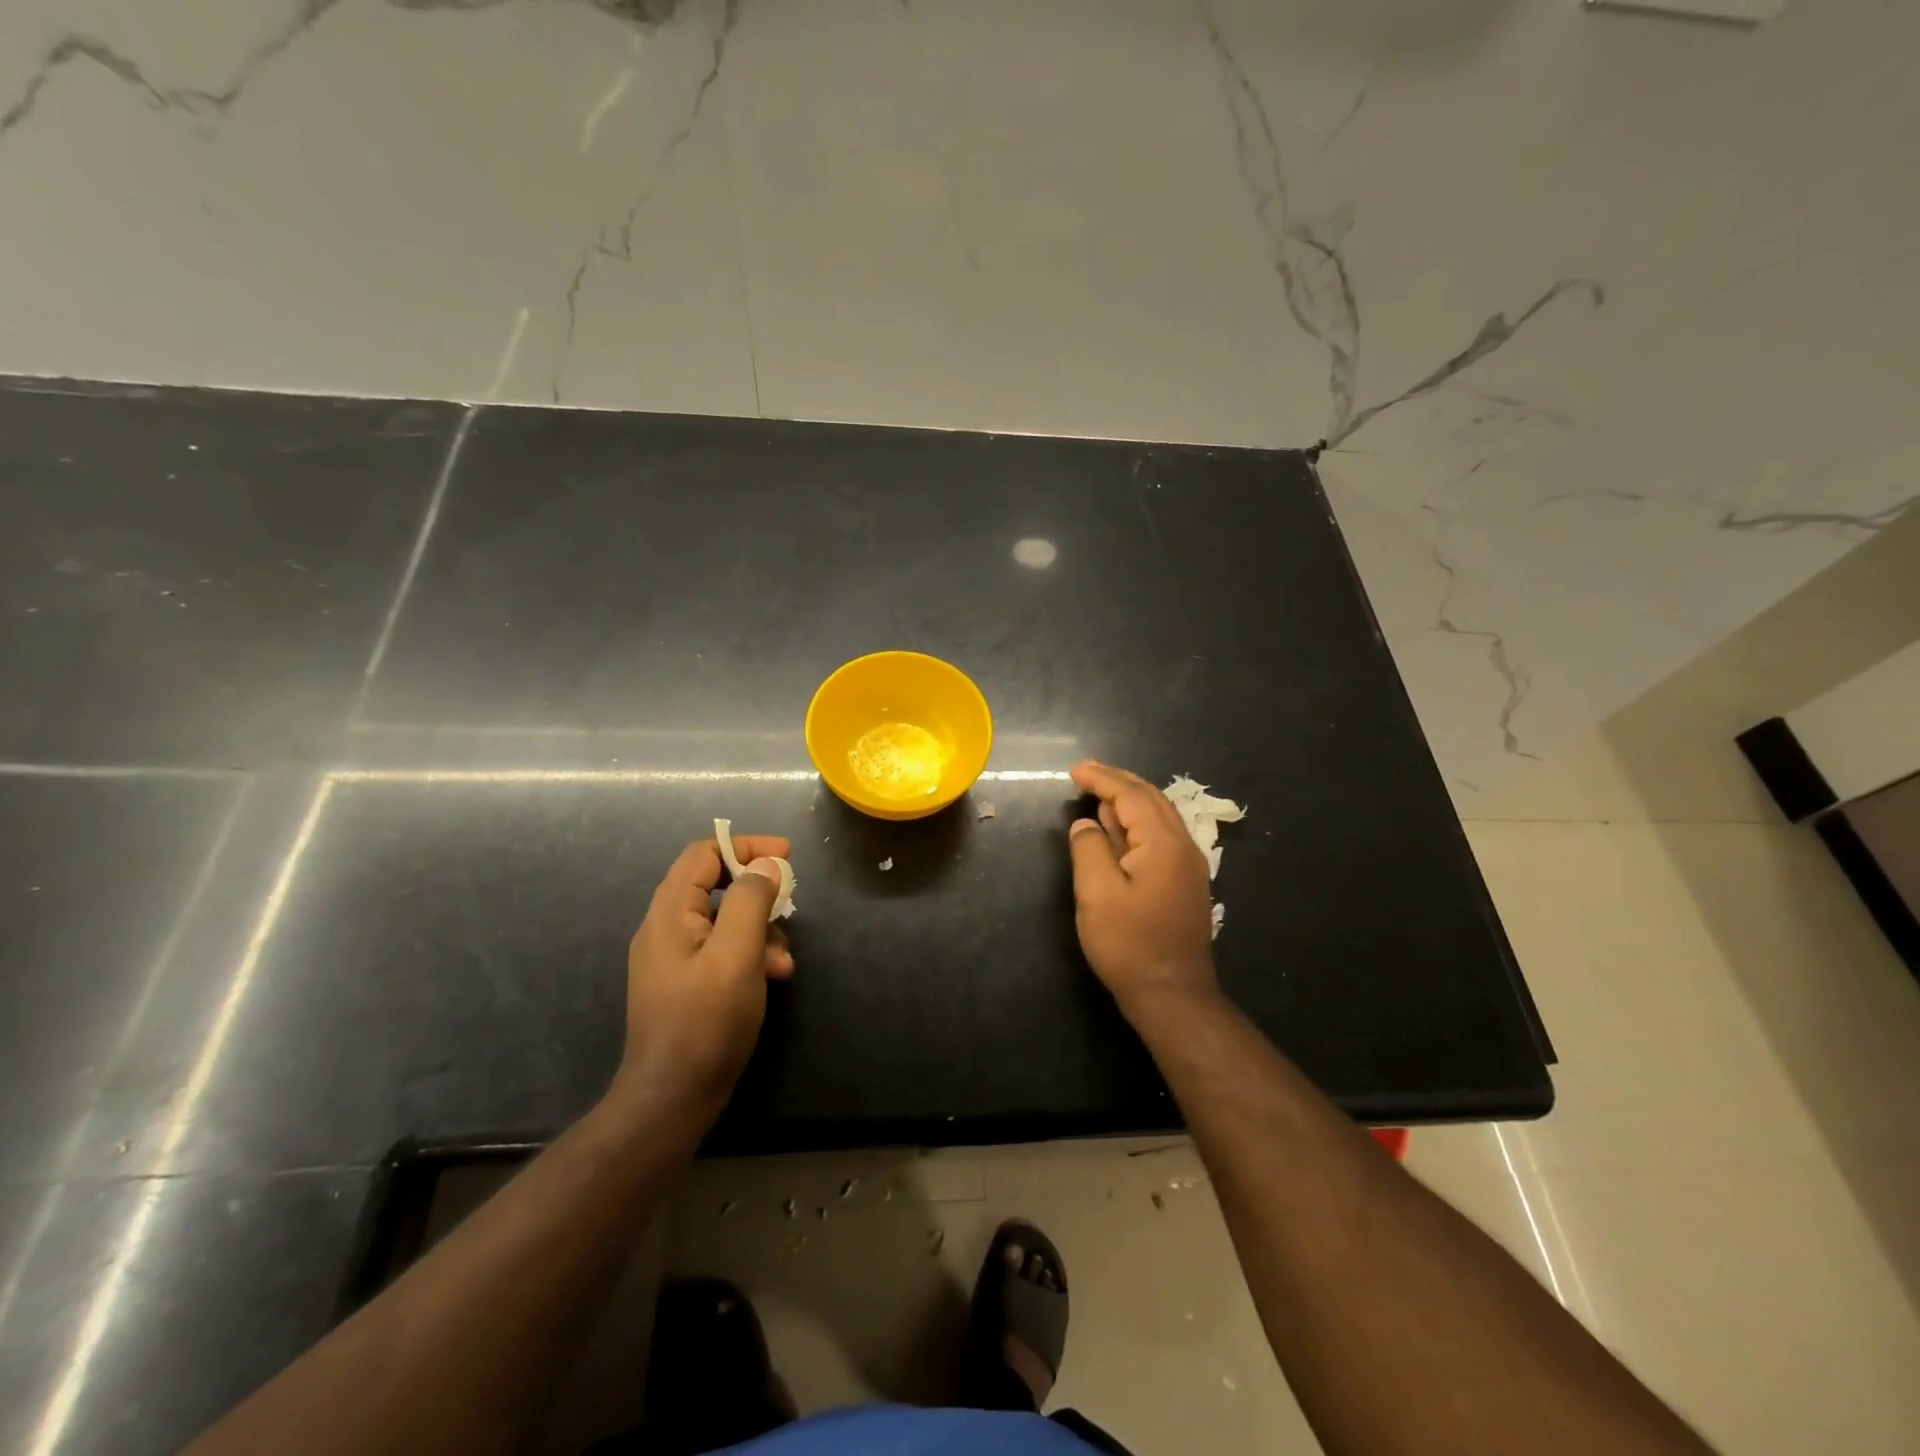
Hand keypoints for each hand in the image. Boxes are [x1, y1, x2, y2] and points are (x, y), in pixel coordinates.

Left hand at [613, 834, 794, 1116]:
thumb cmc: (705, 1022)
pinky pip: (723, 950)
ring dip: (761, 930)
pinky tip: (773, 977)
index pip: (703, 854)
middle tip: (791, 904)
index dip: (746, 847)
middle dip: (759, 894)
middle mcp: (666, 929)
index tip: (787, 855)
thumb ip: (751, 901)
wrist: (672, 1098)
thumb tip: (765, 865)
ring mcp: (675, 959)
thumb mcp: (736, 955)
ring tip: (785, 961)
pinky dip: (751, 954)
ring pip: (725, 920)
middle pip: (715, 885)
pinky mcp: (687, 984)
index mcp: (670, 913)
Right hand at [1067, 761, 1220, 1016]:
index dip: (1102, 778)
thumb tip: (1086, 824)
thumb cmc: (1130, 944)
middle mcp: (1183, 846)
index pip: (1131, 796)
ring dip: (1129, 801)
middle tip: (1087, 772)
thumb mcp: (1097, 894)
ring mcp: (1188, 867)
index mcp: (1163, 843)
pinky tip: (1118, 830)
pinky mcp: (1185, 885)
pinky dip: (1137, 824)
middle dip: (1118, 782)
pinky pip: (1161, 837)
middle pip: (1151, 799)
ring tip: (1098, 794)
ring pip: (1159, 817)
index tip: (1075, 770)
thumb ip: (1089, 849)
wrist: (1173, 996)